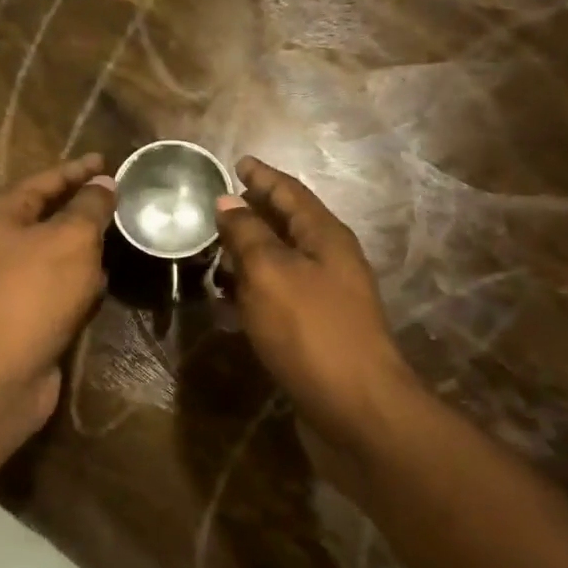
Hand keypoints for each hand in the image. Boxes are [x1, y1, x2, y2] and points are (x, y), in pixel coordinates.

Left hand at [0, 154, 116, 429]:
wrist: (3, 368)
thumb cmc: (36, 290)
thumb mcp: (71, 238)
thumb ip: (90, 207)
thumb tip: (104, 183)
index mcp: (3, 213)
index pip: (46, 180)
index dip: (79, 170)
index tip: (108, 162)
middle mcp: (2, 242)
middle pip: (50, 215)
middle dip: (85, 207)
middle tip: (123, 199)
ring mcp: (14, 280)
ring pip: (58, 253)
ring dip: (87, 246)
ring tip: (122, 234)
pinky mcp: (29, 312)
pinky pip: (61, 286)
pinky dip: (81, 281)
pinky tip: (105, 281)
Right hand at [215, 156, 417, 446]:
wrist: (355, 406)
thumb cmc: (312, 330)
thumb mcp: (271, 273)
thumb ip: (248, 235)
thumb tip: (228, 201)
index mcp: (325, 237)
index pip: (290, 193)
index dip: (263, 176)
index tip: (238, 162)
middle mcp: (329, 260)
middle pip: (287, 225)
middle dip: (254, 213)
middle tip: (216, 206)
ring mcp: (325, 297)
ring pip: (281, 262)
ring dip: (249, 253)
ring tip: (212, 249)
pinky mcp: (314, 329)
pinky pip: (278, 294)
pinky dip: (252, 288)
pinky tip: (228, 298)